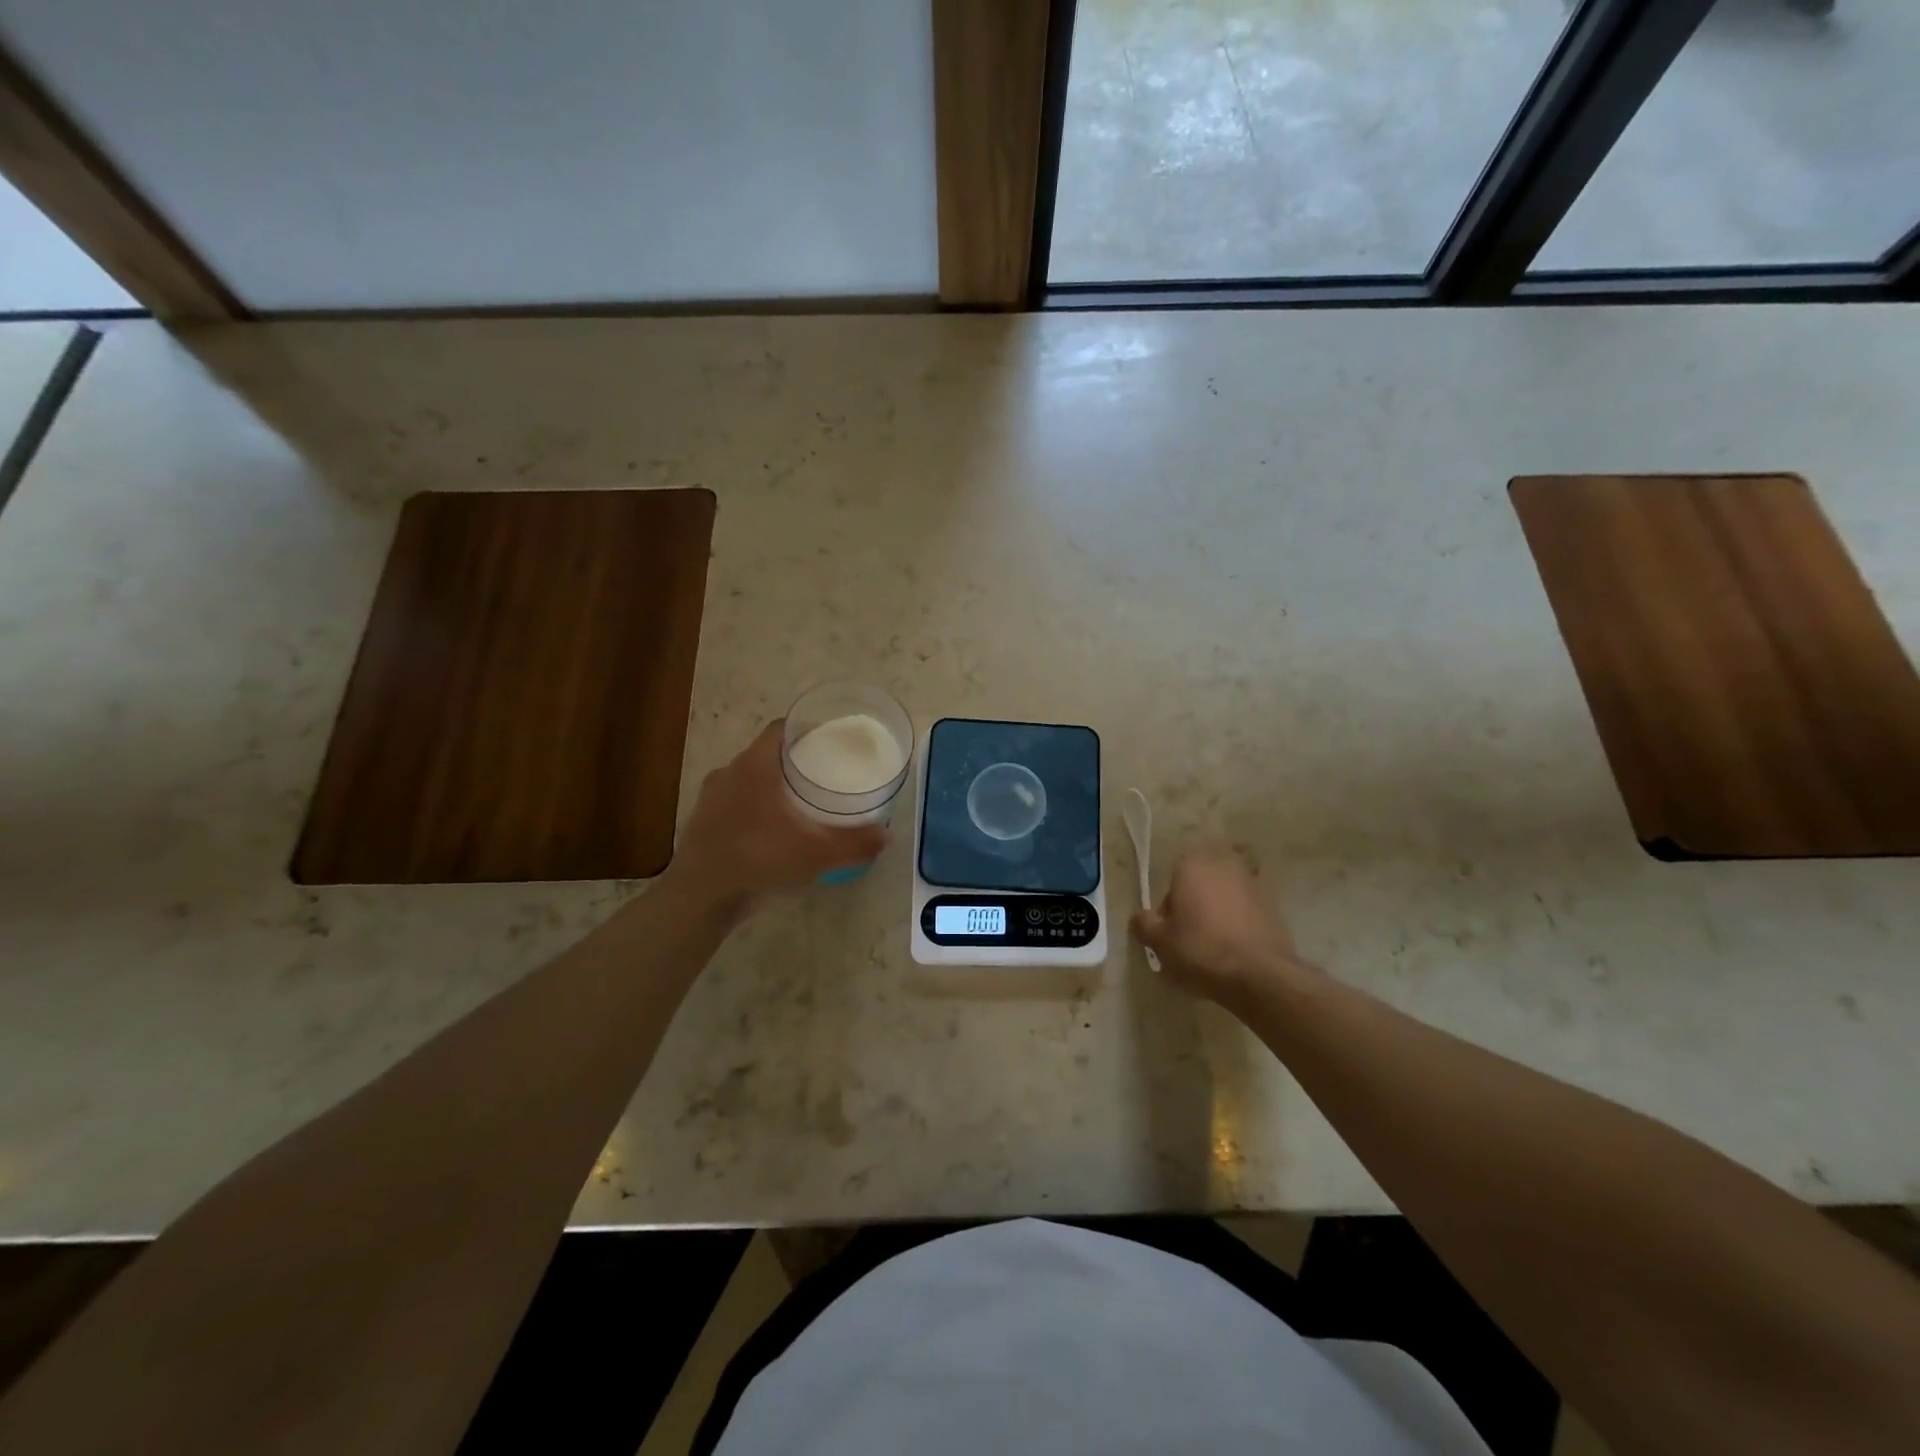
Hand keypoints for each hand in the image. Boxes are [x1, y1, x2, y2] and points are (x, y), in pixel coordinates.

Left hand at [671, 721, 888, 904]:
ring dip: (770, 787)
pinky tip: (770, 833)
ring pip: (746, 781)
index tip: (827, 740)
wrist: (700, 898)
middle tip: (821, 775)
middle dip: (792, 762)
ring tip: (798, 805)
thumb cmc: (760, 859)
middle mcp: (729, 773)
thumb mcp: (818, 853)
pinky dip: (753, 811)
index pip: (780, 728)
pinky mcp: (701, 824)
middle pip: (765, 754)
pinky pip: (733, 805)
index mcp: (755, 766)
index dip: (805, 729)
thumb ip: (855, 842)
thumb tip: (886, 835)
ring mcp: (710, 799)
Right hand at [1131, 846, 1319, 1008]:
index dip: (1169, 905)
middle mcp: (1223, 866)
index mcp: (1192, 866)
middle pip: (1200, 885)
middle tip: (1188, 938)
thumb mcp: (1159, 941)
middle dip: (1194, 906)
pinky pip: (1245, 913)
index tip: (1169, 929)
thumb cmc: (1200, 950)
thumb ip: (1143, 924)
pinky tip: (1234, 952)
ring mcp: (1252, 885)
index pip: (1172, 877)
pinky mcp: (1273, 908)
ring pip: (1224, 898)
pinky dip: (1238, 926)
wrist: (1259, 975)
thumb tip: (1139, 917)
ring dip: (1217, 915)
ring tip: (1212, 948)